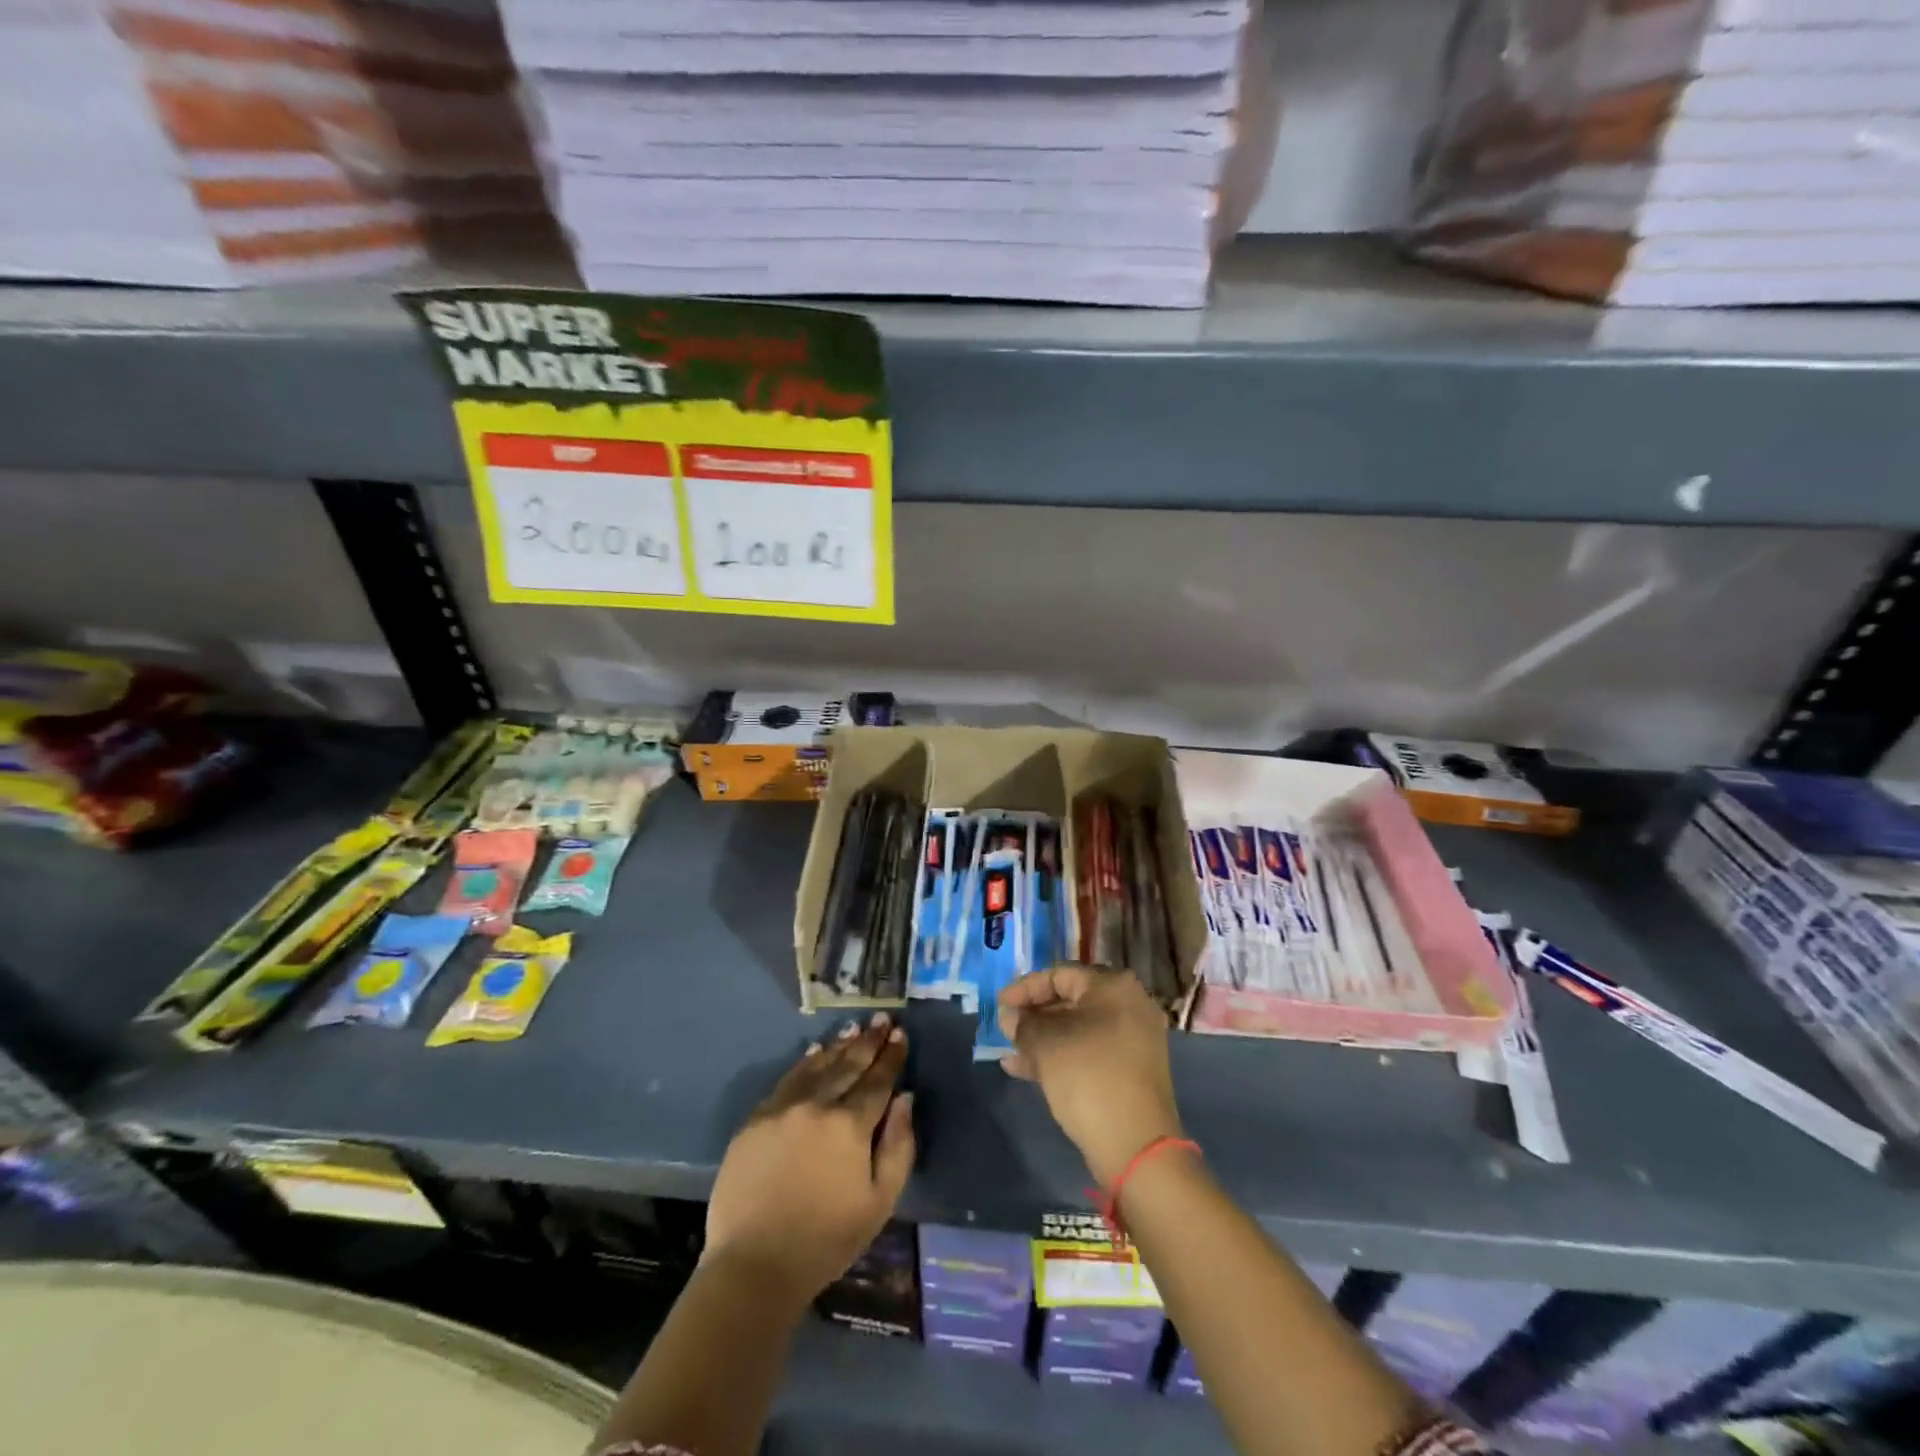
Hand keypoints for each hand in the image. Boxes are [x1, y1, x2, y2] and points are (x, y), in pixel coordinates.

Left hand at [704, 1012, 914, 1303]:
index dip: (891, 1056)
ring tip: (853, 1028)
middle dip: (868, 1041)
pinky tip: (815, 1052)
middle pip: (848, 1065)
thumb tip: (905, 1098)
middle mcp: (817, 1105)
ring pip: (817, 1066)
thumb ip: (899, 1145)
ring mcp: (782, 1108)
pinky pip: (787, 1080)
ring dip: (838, 1046)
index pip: (877, 1080)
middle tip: (881, 1019)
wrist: (754, 1266)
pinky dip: (805, 1063)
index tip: (900, 1034)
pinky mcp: (756, 1120)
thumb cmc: (826, 1241)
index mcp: (850, 1125)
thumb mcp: (880, 1202)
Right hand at [997, 965, 1183, 1184]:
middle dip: (1034, 1014)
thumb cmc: (1088, 1077)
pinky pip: (1089, 1050)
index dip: (1025, 988)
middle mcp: (1129, 1005)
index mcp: (1113, 986)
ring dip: (1043, 1037)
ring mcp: (1133, 1038)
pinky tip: (1025, 1069)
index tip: (999, 1004)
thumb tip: (1010, 1016)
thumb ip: (1023, 1024)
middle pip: (1071, 999)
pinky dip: (1061, 1055)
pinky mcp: (1131, 1069)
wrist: (1136, 1146)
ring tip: (1010, 1051)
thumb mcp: (1046, 1045)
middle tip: (1006, 1026)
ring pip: (1078, 1028)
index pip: (1060, 974)